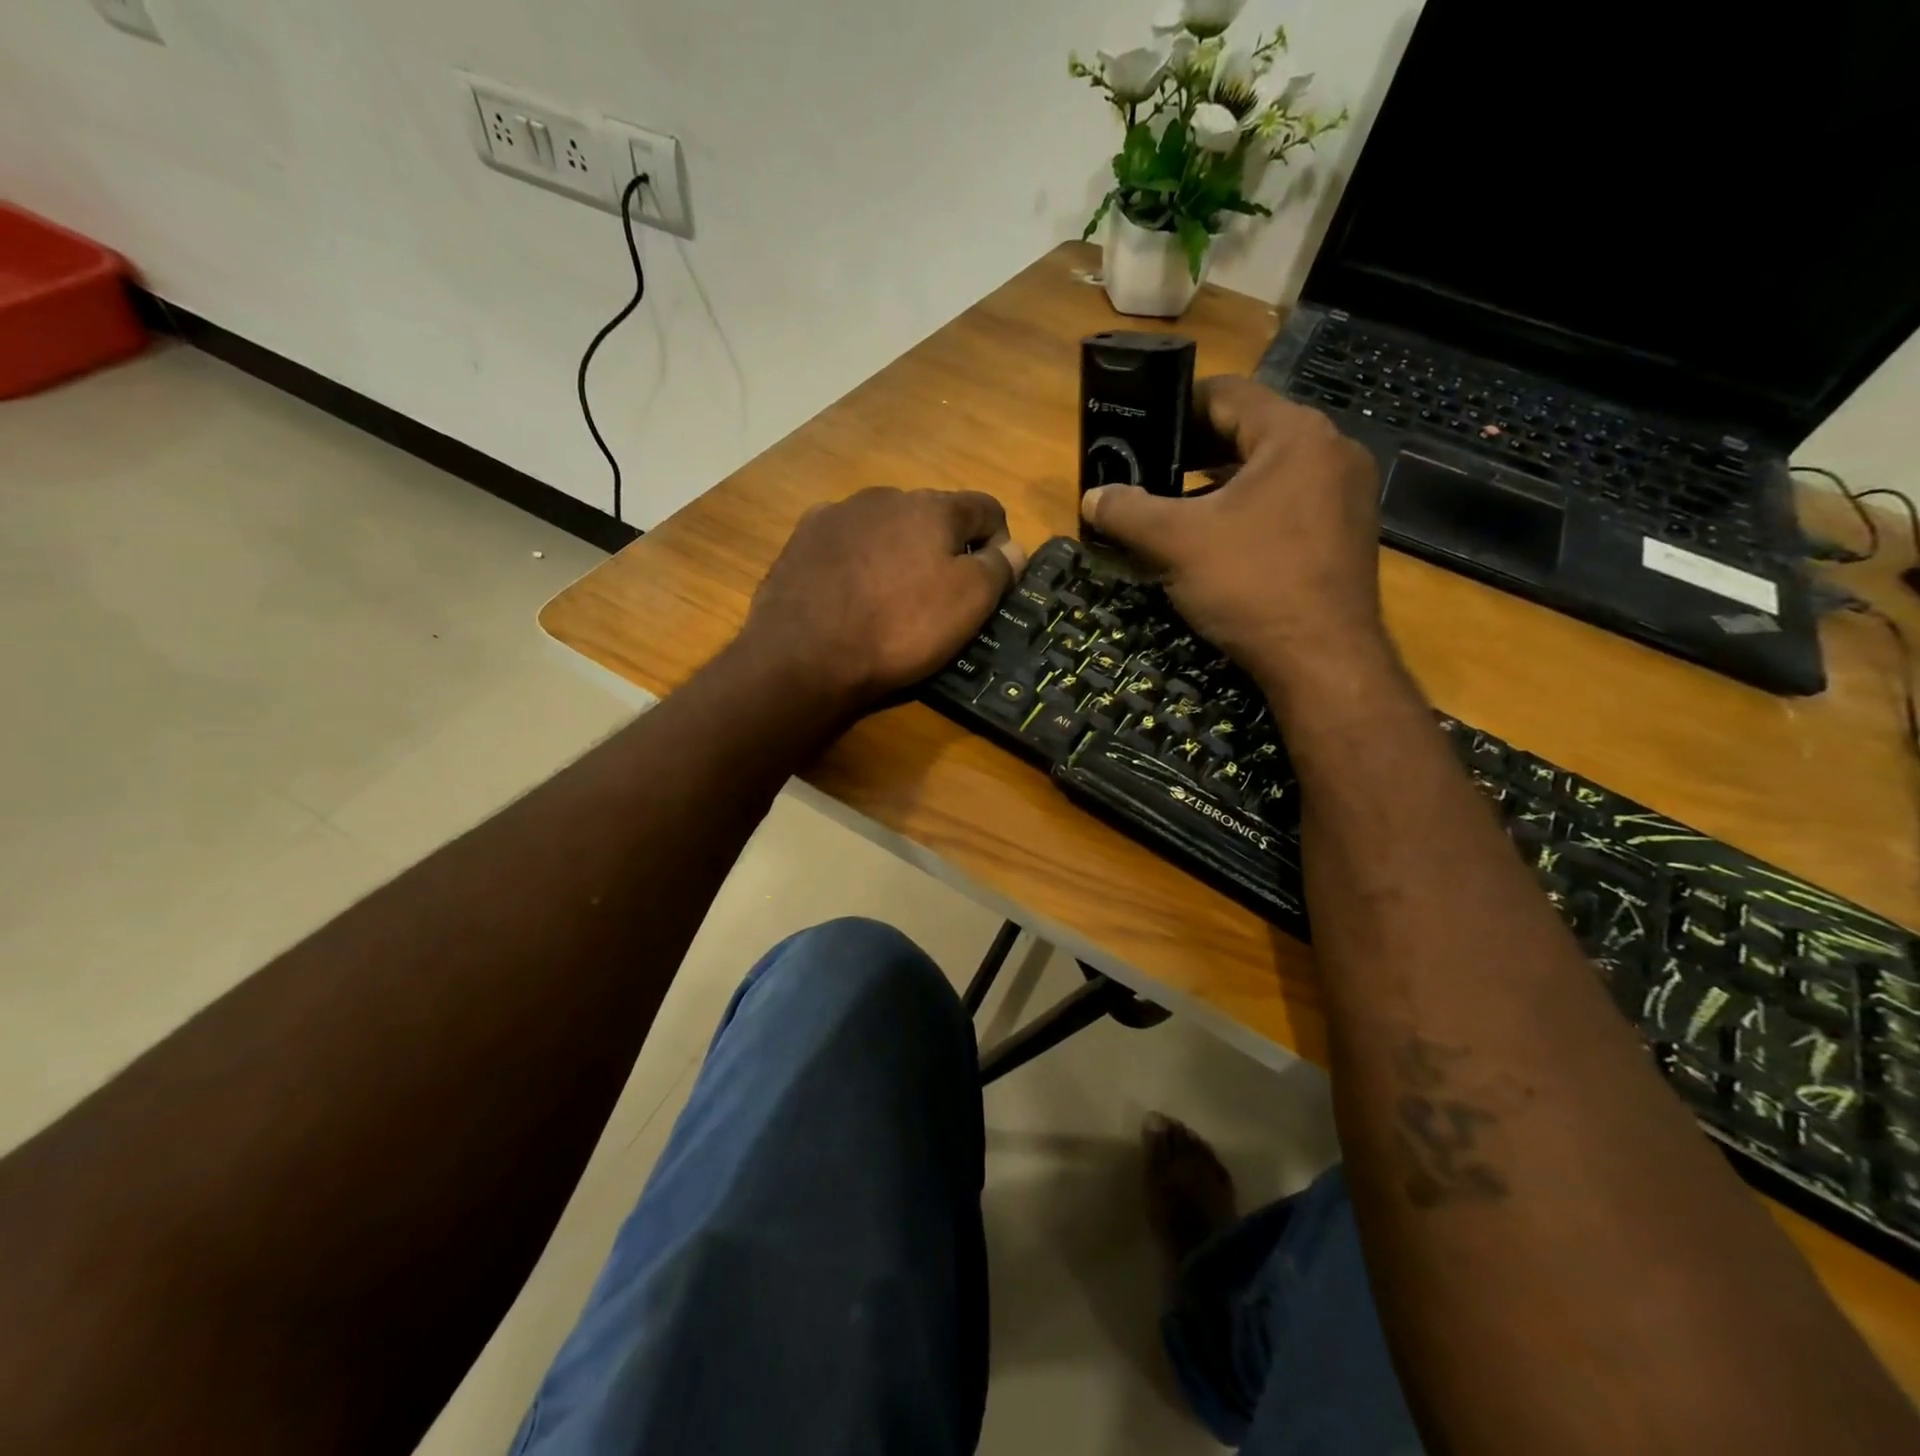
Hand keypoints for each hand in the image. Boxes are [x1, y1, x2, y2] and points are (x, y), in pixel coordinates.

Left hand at [739, 486, 1025, 707]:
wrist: (804, 655)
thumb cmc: (899, 628)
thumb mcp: (968, 604)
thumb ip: (998, 568)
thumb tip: (1013, 548)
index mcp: (932, 506)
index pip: (985, 507)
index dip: (1000, 542)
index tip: (994, 580)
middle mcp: (885, 496)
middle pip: (932, 515)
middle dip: (945, 547)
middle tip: (941, 596)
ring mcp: (837, 515)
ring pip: (886, 527)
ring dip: (899, 552)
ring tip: (891, 598)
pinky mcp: (802, 540)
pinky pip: (846, 543)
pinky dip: (858, 561)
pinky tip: (850, 596)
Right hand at [1081, 377, 1387, 692]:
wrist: (1323, 660)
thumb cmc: (1252, 584)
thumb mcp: (1176, 543)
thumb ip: (1128, 511)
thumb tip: (1091, 496)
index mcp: (1295, 434)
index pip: (1226, 394)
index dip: (1175, 407)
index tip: (1139, 429)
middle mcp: (1331, 451)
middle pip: (1249, 431)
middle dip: (1195, 451)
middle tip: (1150, 473)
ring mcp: (1346, 494)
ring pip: (1270, 471)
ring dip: (1220, 484)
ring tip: (1176, 507)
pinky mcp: (1347, 533)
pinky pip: (1289, 503)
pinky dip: (1250, 510)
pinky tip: (1218, 540)